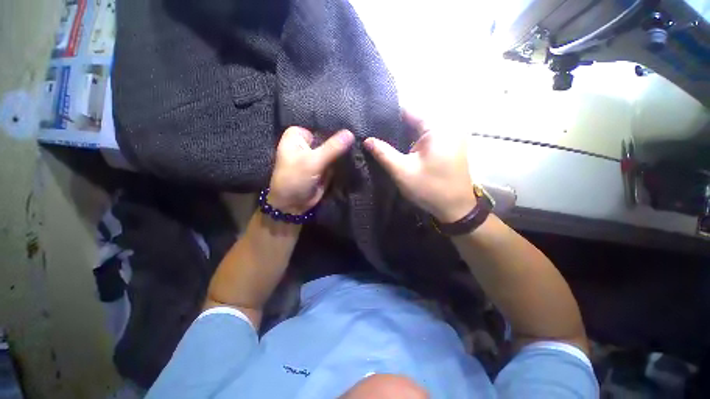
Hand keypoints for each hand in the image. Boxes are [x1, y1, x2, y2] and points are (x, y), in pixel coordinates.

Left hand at [269, 126, 354, 213]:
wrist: (293, 204)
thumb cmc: (294, 179)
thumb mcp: (313, 162)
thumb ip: (332, 147)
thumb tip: (351, 133)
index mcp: (298, 135)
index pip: (321, 125)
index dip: (336, 126)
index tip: (353, 126)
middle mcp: (308, 142)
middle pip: (329, 136)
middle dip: (342, 139)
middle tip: (360, 137)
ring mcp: (317, 154)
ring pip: (335, 148)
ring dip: (345, 150)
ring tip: (360, 145)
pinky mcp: (325, 165)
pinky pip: (337, 159)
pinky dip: (345, 159)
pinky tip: (357, 155)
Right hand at [364, 112, 476, 222]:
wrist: (456, 208)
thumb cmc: (430, 188)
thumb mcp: (402, 171)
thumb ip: (383, 153)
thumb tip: (366, 140)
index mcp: (437, 127)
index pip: (408, 110)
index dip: (388, 115)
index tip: (370, 122)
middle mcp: (445, 126)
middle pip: (414, 119)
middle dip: (393, 126)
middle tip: (373, 133)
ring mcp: (448, 136)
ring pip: (419, 128)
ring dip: (402, 134)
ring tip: (381, 139)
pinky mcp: (448, 145)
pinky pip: (425, 137)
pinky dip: (411, 141)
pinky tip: (398, 147)